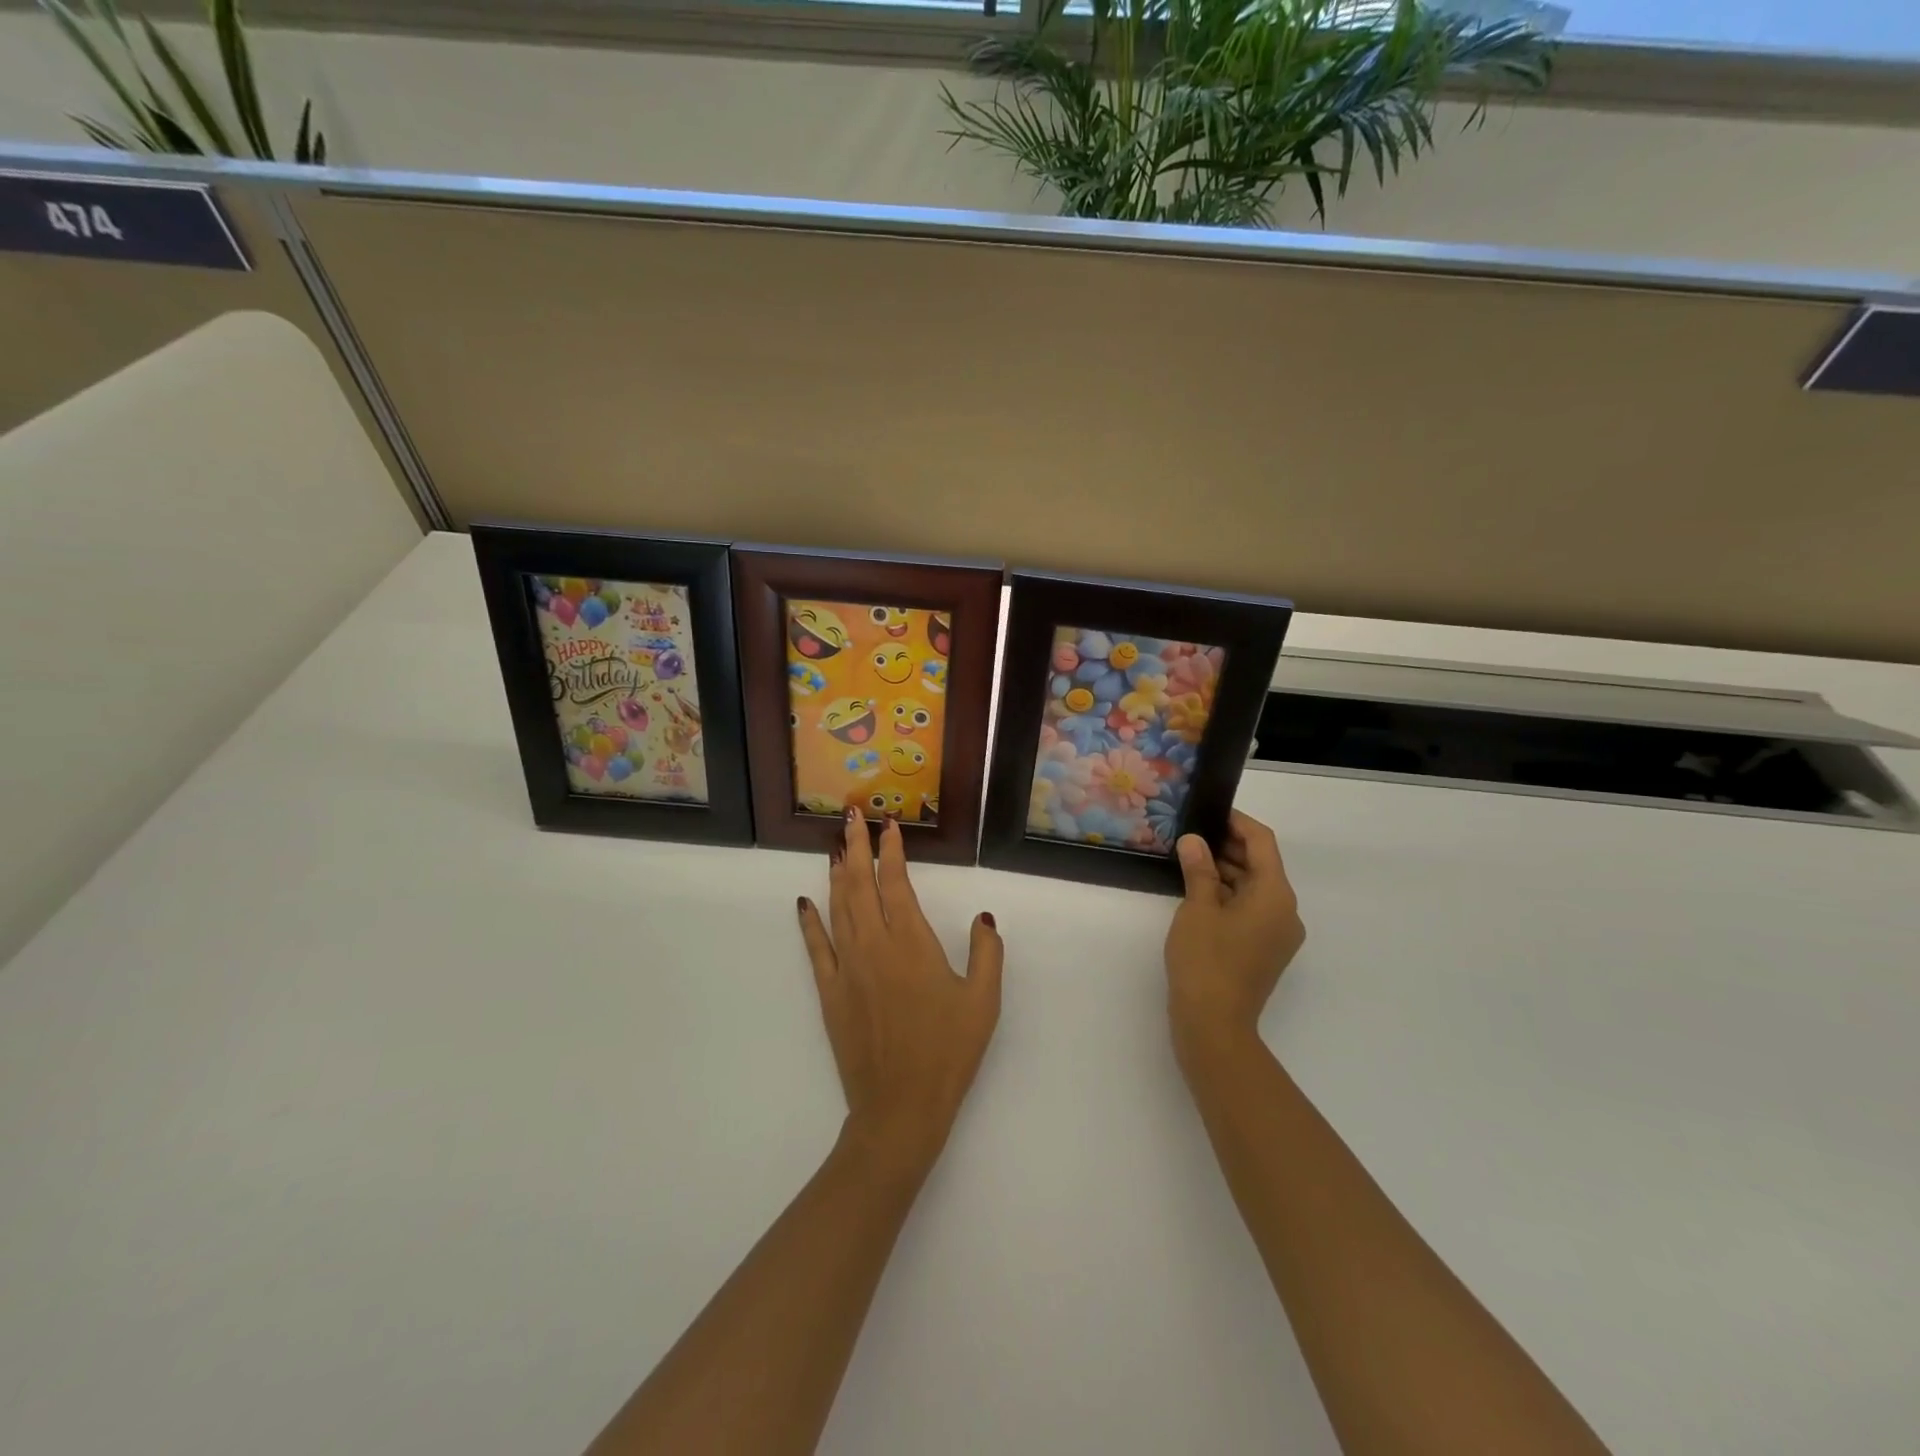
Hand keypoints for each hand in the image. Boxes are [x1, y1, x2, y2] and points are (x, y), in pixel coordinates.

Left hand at [797, 807, 1003, 1174]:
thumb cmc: (948, 1052)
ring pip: (837, 907)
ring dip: (835, 874)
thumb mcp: (983, 1001)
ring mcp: (846, 967)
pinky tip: (805, 902)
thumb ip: (987, 952)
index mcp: (911, 942)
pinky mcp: (830, 992)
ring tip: (834, 847)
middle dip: (855, 847)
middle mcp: (874, 944)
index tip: (888, 824)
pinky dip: (810, 921)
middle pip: (859, 884)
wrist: (900, 1107)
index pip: (895, 882)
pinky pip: (816, 947)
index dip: (891, 850)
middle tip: (852, 817)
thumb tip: (983, 915)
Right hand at [1164, 810, 1305, 1068]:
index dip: (1237, 823)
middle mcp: (1285, 911)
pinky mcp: (1263, 951)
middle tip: (1190, 834)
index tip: (1210, 812)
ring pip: (1253, 889)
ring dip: (1224, 872)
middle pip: (1260, 865)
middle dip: (1227, 847)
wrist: (1214, 1025)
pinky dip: (1227, 896)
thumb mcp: (1197, 908)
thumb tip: (1194, 841)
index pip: (1262, 843)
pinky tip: (1197, 891)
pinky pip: (1249, 910)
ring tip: (1188, 859)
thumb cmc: (1206, 960)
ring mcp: (1276, 934)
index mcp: (1275, 895)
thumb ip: (1199, 869)